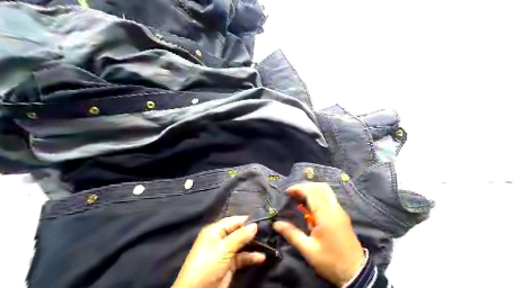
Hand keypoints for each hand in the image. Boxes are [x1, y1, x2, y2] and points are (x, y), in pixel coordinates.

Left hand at [172, 216, 267, 287]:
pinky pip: (243, 257)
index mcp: (215, 231)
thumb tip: (255, 225)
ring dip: (253, 245)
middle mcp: (220, 239)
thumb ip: (240, 236)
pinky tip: (261, 257)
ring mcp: (226, 252)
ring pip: (242, 245)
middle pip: (239, 232)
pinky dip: (251, 257)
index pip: (234, 221)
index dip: (247, 220)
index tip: (263, 220)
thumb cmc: (208, 264)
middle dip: (252, 232)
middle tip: (268, 231)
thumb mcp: (224, 248)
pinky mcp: (230, 264)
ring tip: (268, 243)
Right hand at [273, 183, 364, 286]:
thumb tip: (276, 224)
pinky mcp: (342, 216)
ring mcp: (340, 211)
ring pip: (327, 191)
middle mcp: (335, 209)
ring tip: (300, 199)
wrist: (355, 272)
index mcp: (326, 216)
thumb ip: (292, 234)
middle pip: (321, 187)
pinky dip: (318, 197)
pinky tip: (310, 208)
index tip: (287, 192)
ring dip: (312, 190)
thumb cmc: (330, 261)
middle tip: (293, 194)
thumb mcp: (308, 250)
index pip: (312, 192)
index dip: (299, 188)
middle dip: (305, 187)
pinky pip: (329, 199)